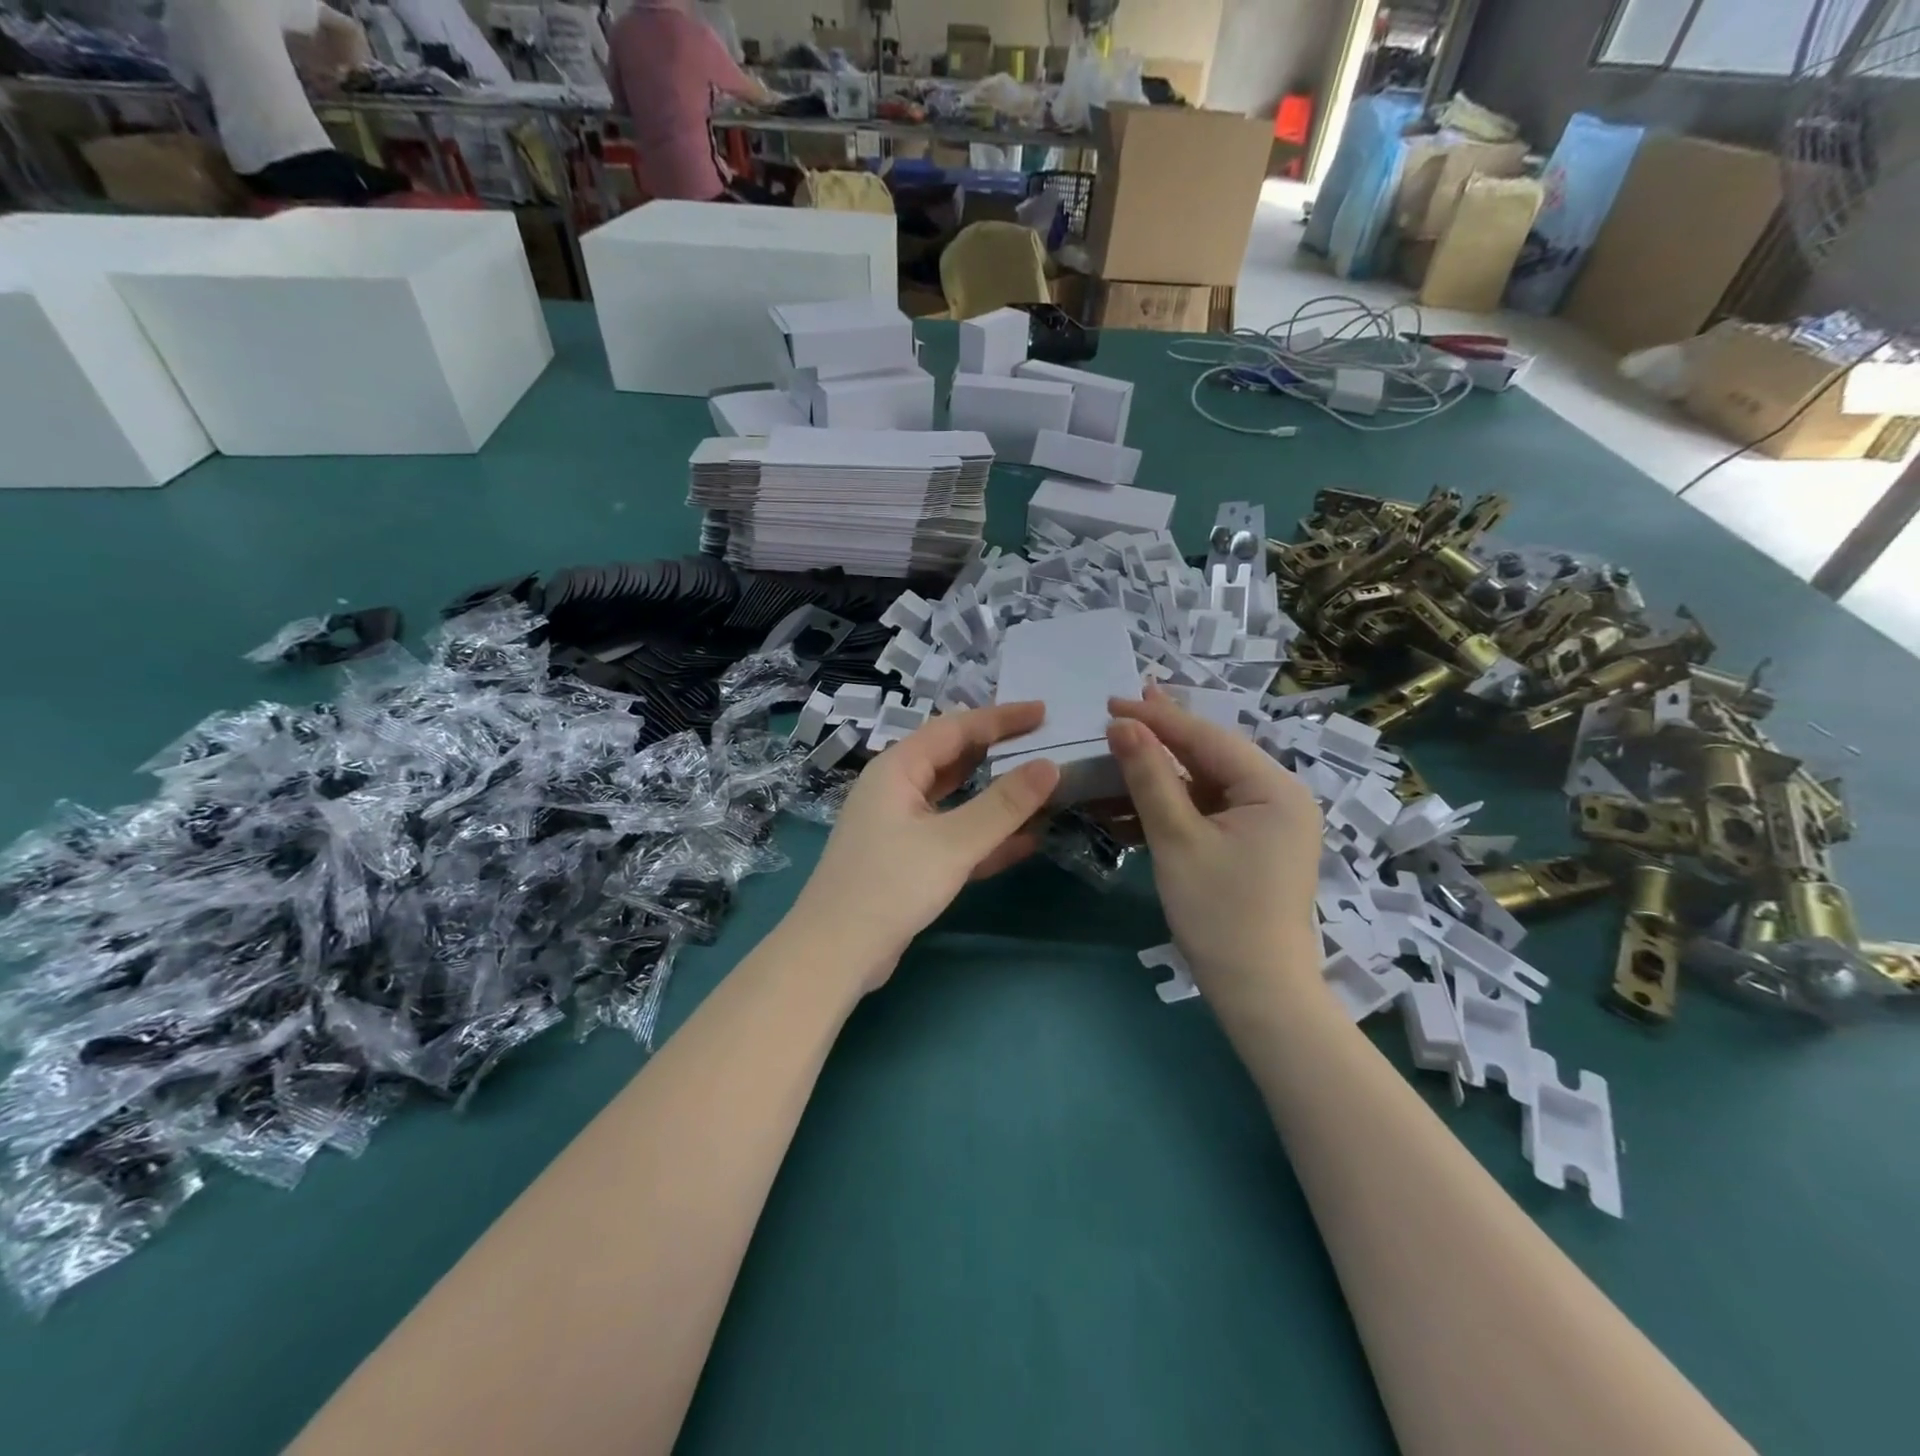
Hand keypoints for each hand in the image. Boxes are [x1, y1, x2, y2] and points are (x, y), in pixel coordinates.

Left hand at [787, 703, 1059, 989]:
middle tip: (1046, 744)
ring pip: (957, 799)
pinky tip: (1027, 840)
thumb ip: (1003, 805)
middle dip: (1000, 751)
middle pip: (955, 759)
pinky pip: (955, 836)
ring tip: (1043, 786)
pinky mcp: (909, 861)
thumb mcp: (952, 842)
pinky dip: (987, 835)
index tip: (1043, 711)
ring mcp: (901, 826)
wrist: (835, 954)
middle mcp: (897, 789)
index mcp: (898, 769)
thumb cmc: (889, 885)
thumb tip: (1050, 766)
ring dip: (997, 795)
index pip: (956, 728)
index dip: (1001, 718)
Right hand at [1107, 690, 1322, 999]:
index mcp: (1274, 788)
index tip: (1113, 701)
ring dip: (1162, 771)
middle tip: (1121, 706)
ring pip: (1206, 782)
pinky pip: (1208, 809)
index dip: (1157, 718)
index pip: (1207, 738)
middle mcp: (1278, 796)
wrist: (1258, 992)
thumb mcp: (1177, 839)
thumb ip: (1150, 776)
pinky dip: (1173, 803)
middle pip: (1210, 755)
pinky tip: (1135, 795)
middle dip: (1163, 735)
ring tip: (1121, 745)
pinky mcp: (1252, 844)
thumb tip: (1122, 725)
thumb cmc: (1219, 913)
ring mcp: (1267, 822)